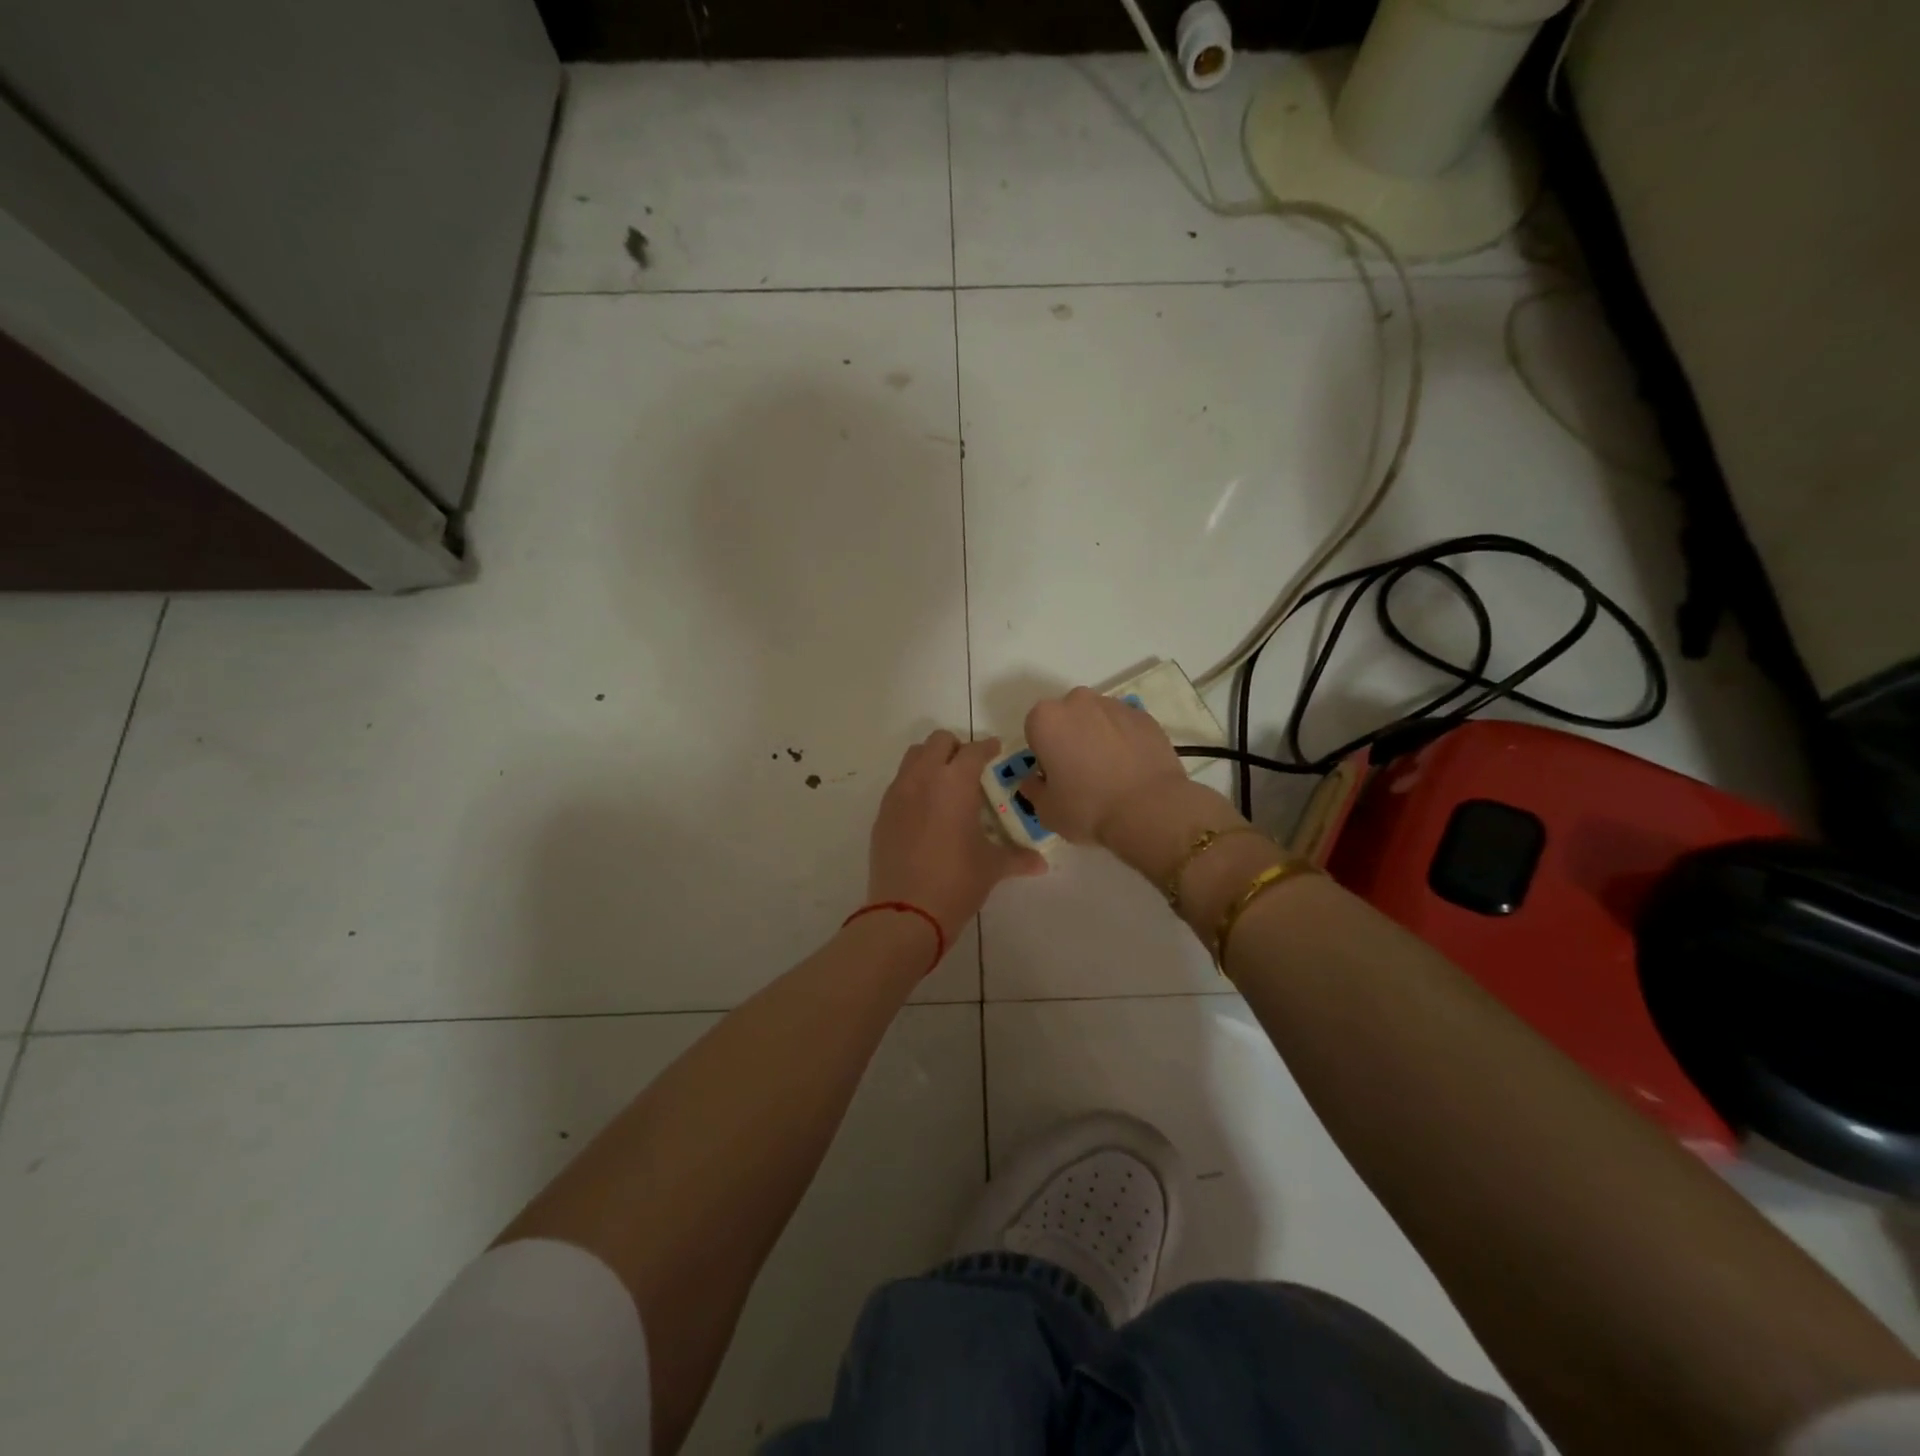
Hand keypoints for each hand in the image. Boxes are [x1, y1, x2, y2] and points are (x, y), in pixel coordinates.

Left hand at [867, 730, 1048, 940]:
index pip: (974, 751)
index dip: (987, 747)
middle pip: (938, 742)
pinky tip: (926, 809)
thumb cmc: (957, 882)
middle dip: (956, 747)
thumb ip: (1018, 857)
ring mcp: (898, 794)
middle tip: (970, 766)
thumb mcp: (992, 867)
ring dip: (931, 760)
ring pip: (913, 757)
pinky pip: (899, 783)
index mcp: (955, 783)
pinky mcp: (882, 814)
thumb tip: (1040, 863)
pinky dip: (914, 784)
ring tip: (945, 783)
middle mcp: (923, 778)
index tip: (995, 750)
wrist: (905, 912)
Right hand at [1019, 688, 1193, 845]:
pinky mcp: (1145, 716)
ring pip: (1097, 719)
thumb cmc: (1088, 808)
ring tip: (1111, 774)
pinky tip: (1131, 769)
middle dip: (1069, 738)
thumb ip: (1033, 790)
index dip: (1043, 754)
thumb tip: (1035, 781)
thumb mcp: (1046, 810)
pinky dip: (1124, 741)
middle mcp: (1078, 701)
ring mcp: (1115, 705)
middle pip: (1066, 718)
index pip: (1035, 731)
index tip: (1055, 777)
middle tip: (1081, 773)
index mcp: (1046, 718)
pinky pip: (1124, 726)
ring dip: (1097, 737)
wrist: (1150, 810)